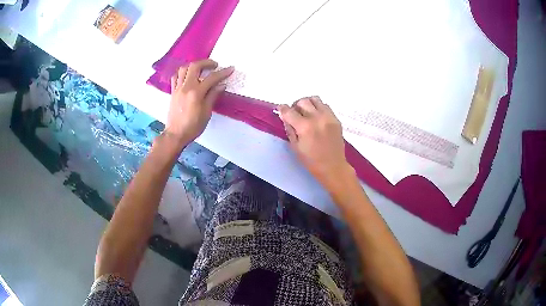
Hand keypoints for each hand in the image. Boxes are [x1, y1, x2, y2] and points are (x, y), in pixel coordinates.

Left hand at [165, 59, 233, 145]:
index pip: (211, 78)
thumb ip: (213, 96)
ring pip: (183, 69)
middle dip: (206, 62)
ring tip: (201, 69)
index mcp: (196, 93)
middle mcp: (186, 87)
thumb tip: (221, 85)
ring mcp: (177, 88)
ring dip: (193, 66)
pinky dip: (182, 73)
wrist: (176, 134)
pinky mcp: (173, 92)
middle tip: (215, 65)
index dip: (223, 72)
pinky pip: (176, 77)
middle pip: (195, 66)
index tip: (230, 69)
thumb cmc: (193, 126)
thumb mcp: (206, 112)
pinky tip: (188, 76)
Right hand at [278, 97, 354, 190]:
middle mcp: (317, 118)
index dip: (282, 109)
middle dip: (295, 106)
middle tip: (294, 114)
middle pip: (302, 101)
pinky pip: (325, 105)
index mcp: (305, 127)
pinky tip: (316, 117)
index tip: (281, 110)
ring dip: (307, 103)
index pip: (289, 111)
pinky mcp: (336, 119)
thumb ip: (289, 129)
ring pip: (315, 99)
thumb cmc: (312, 161)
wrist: (333, 167)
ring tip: (306, 113)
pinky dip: (318, 107)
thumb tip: (285, 116)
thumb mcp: (295, 147)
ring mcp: (328, 117)